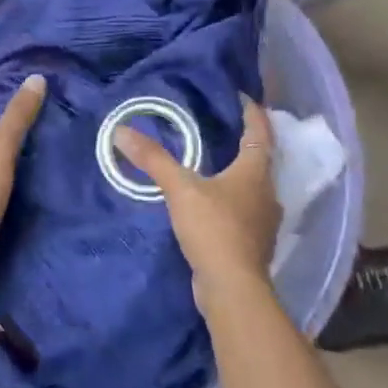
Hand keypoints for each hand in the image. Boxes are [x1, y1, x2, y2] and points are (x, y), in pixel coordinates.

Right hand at [116, 97, 279, 303]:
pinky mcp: (252, 244)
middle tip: (222, 127)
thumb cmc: (214, 229)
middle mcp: (266, 193)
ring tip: (213, 164)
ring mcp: (263, 222)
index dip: (252, 113)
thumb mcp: (180, 189)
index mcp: (255, 173)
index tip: (241, 97)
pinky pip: (244, 211)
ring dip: (237, 174)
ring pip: (252, 188)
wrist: (233, 289)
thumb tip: (121, 131)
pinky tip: (212, 204)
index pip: (260, 133)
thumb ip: (153, 160)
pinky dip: (231, 201)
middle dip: (244, 143)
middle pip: (260, 160)